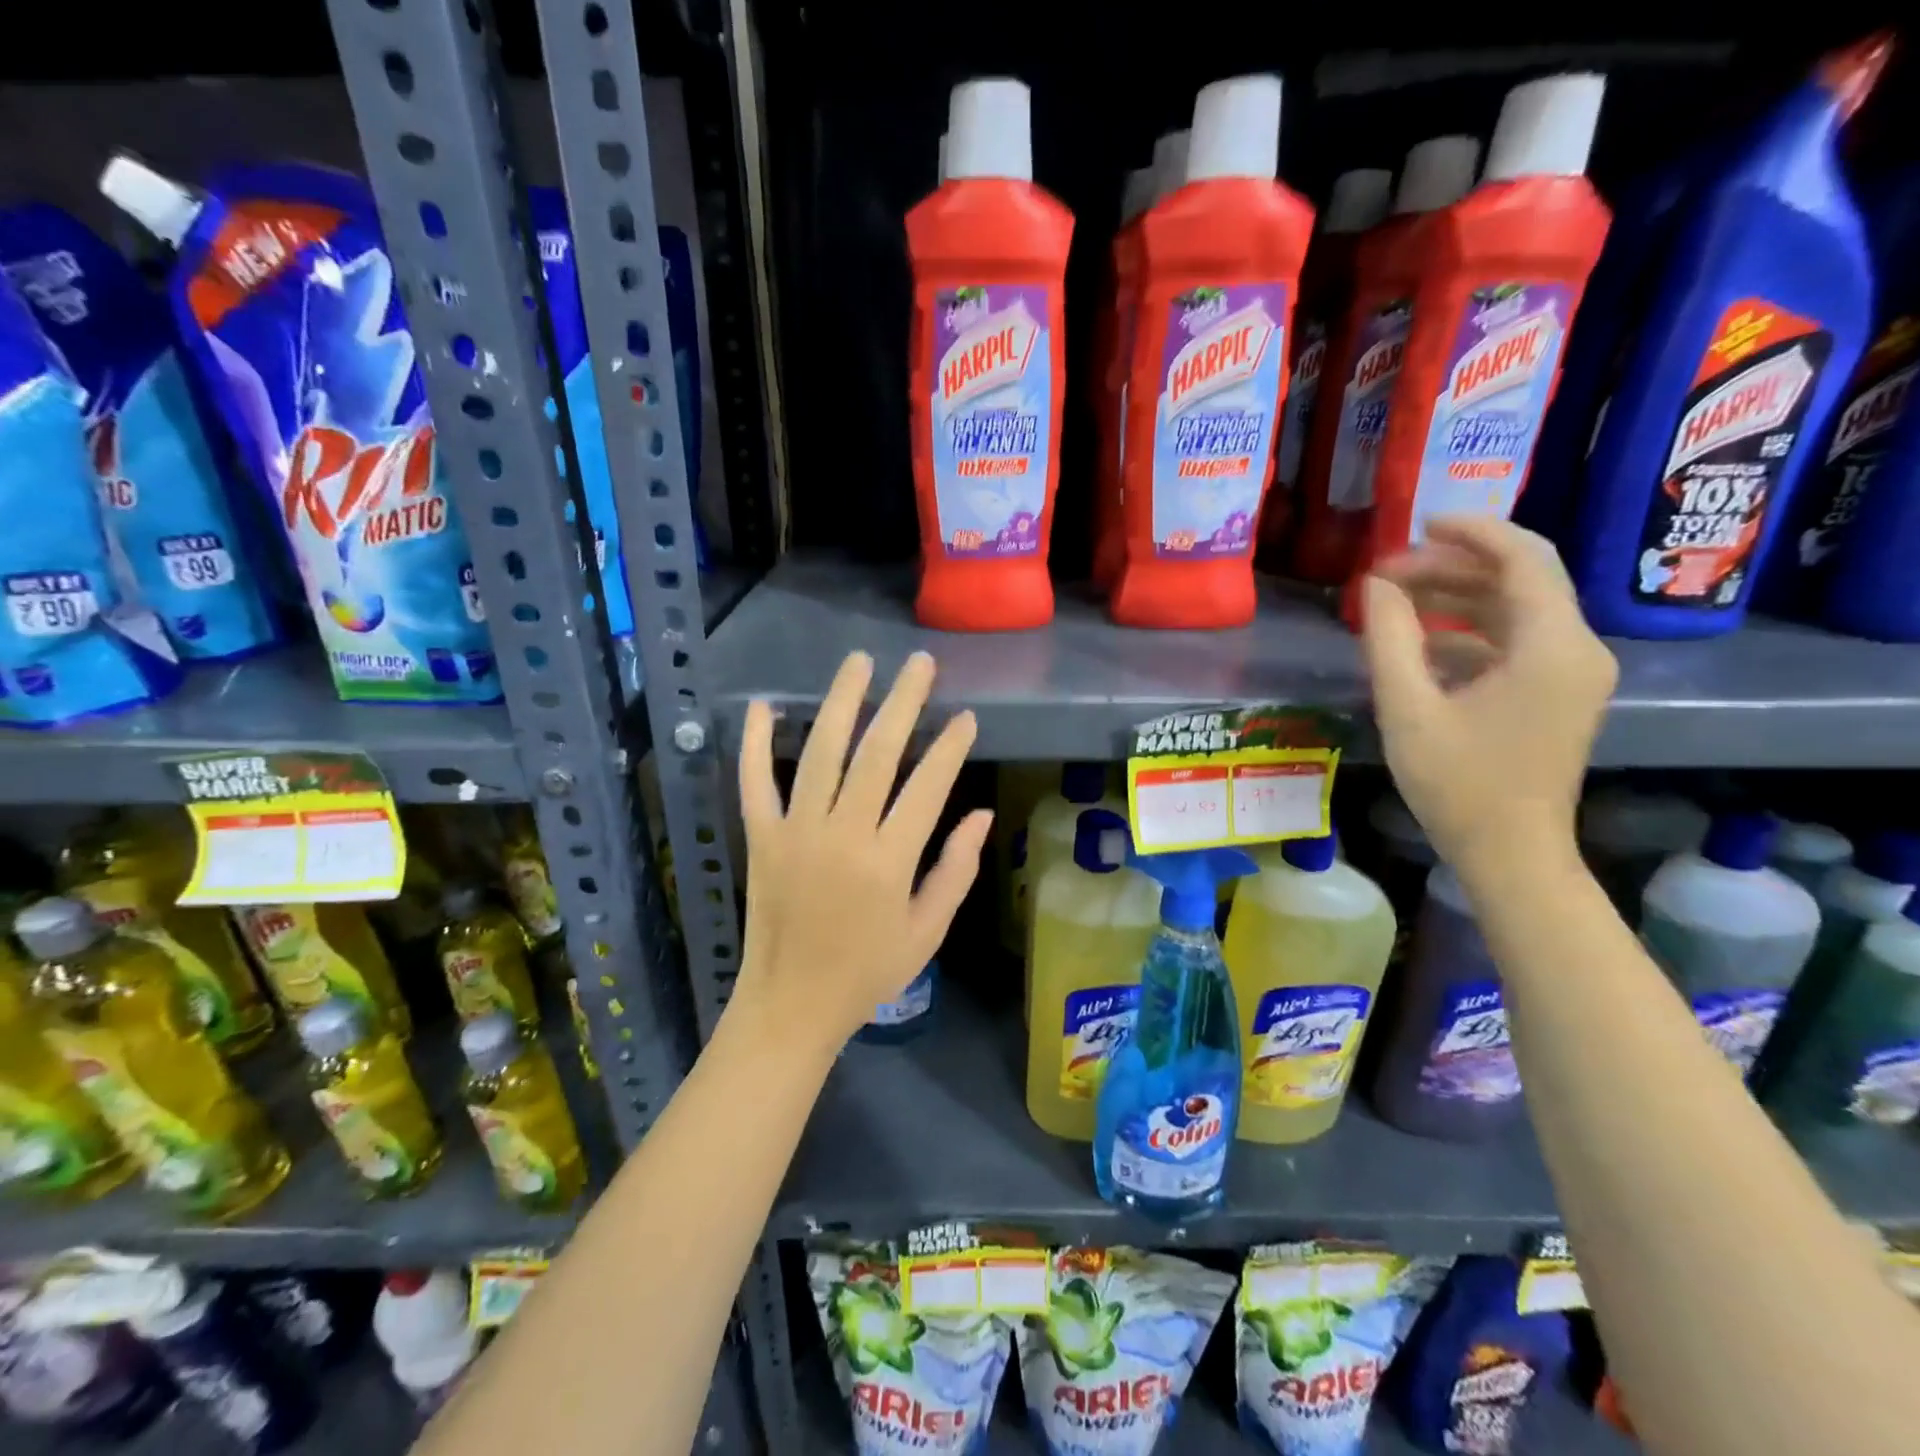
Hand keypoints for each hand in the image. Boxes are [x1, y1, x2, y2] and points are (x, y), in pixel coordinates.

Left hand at [733, 650, 990, 1055]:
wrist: (791, 1005)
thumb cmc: (867, 971)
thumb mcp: (927, 931)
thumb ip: (956, 870)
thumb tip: (981, 814)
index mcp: (889, 862)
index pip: (927, 787)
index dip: (950, 747)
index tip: (966, 716)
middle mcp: (842, 835)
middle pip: (877, 753)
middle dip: (902, 702)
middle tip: (920, 664)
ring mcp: (795, 832)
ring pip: (820, 753)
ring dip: (841, 702)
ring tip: (859, 663)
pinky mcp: (761, 837)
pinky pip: (754, 782)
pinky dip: (754, 743)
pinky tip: (762, 705)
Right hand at [1361, 516, 1615, 881]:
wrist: (1511, 854)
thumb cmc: (1458, 784)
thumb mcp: (1408, 709)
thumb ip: (1389, 639)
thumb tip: (1375, 585)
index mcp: (1552, 647)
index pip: (1522, 558)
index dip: (1471, 531)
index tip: (1416, 523)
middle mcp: (1577, 648)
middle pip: (1520, 579)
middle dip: (1453, 566)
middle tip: (1388, 572)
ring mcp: (1573, 673)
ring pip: (1516, 610)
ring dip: (1458, 597)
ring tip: (1395, 601)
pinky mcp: (1559, 694)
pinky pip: (1515, 642)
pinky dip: (1468, 632)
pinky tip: (1419, 644)